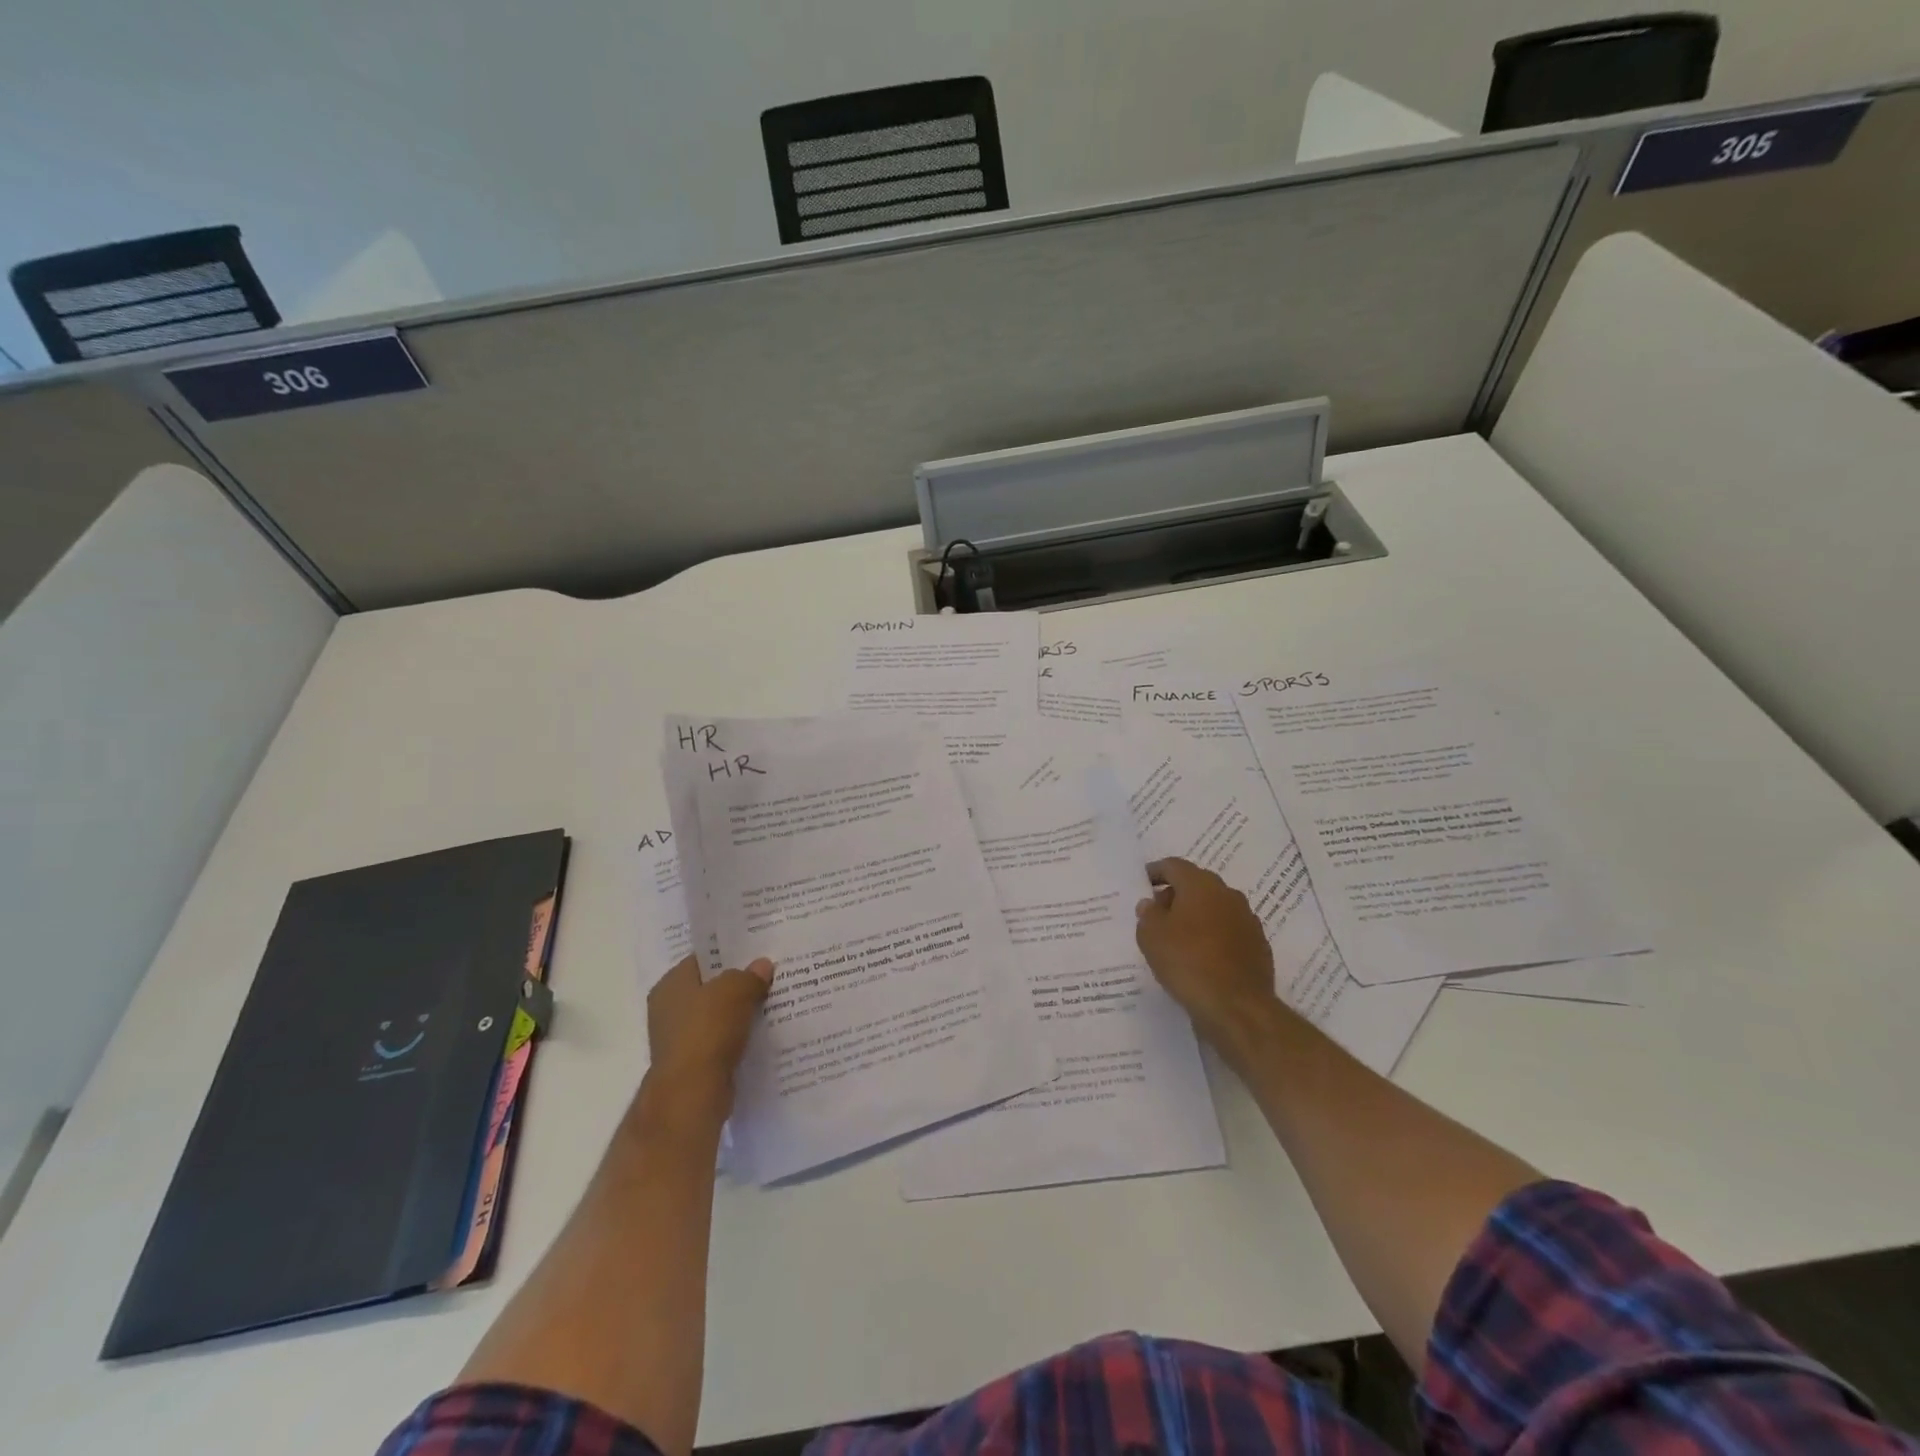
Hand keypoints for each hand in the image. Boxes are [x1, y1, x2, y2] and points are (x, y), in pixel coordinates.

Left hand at [644, 954, 773, 1114]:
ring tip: (775, 1000)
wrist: (692, 1094)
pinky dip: (741, 1037)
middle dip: (739, 983)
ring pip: (720, 1016)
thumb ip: (749, 975)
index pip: (702, 959)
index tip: (757, 950)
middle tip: (771, 973)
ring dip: (742, 1012)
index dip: (729, 953)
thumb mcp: (734, 990)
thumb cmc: (707, 1031)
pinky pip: (723, 1041)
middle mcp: (670, 1010)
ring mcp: (681, 1039)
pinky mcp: (695, 1064)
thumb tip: (762, 966)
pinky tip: (765, 1031)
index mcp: (670, 985)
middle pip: (711, 988)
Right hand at [1135, 858, 1278, 1047]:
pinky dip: (1212, 937)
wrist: (1236, 1007)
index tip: (1143, 882)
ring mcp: (1247, 921)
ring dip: (1196, 917)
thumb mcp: (1151, 936)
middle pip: (1197, 885)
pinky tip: (1200, 958)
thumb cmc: (1187, 962)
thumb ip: (1148, 914)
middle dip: (1176, 895)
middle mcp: (1228, 895)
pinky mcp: (1257, 947)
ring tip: (1177, 938)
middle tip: (1156, 913)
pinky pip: (1228, 932)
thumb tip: (1152, 904)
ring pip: (1215, 909)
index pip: (1174, 866)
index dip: (1156, 872)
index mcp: (1201, 885)